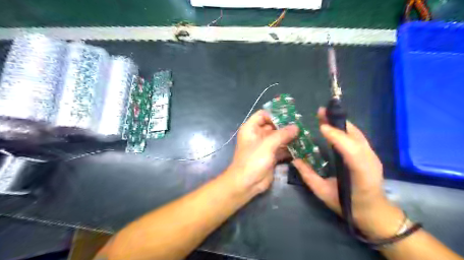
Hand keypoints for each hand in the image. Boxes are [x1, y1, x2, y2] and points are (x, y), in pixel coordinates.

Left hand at [228, 109, 298, 194]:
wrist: (247, 183)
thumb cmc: (253, 160)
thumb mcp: (267, 144)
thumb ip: (282, 134)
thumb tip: (296, 127)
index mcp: (251, 128)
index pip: (263, 114)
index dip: (275, 114)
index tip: (290, 115)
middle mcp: (258, 135)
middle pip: (273, 126)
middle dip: (286, 126)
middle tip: (301, 125)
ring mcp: (265, 146)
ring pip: (278, 137)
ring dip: (289, 137)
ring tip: (304, 135)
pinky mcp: (271, 155)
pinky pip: (281, 148)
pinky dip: (289, 148)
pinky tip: (301, 147)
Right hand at [293, 106, 390, 235]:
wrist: (374, 213)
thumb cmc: (348, 205)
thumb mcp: (324, 193)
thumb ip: (308, 176)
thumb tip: (295, 160)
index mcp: (360, 175)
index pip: (352, 152)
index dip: (338, 137)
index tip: (321, 127)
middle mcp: (370, 162)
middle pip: (356, 138)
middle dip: (338, 123)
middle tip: (321, 112)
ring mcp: (373, 157)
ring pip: (357, 135)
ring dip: (341, 123)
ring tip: (325, 115)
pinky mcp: (371, 155)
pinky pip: (358, 137)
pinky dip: (345, 129)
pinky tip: (334, 125)